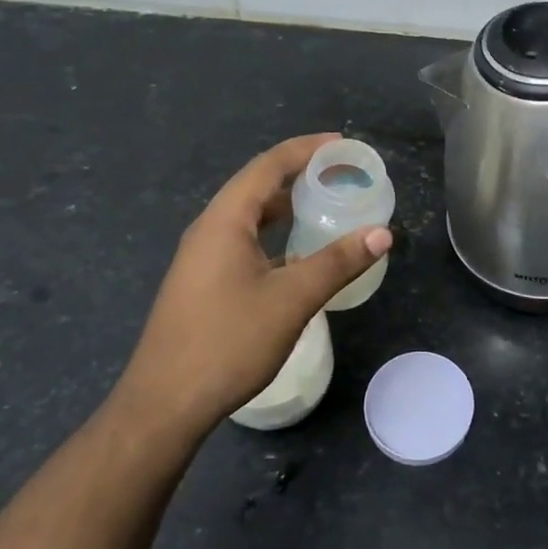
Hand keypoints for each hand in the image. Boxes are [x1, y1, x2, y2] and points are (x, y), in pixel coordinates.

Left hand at [113, 134, 391, 440]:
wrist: (165, 404)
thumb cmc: (228, 342)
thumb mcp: (292, 299)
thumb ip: (338, 263)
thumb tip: (382, 233)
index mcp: (225, 220)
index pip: (269, 166)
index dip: (307, 150)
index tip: (343, 145)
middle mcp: (209, 229)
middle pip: (258, 185)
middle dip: (300, 174)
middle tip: (343, 175)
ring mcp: (202, 257)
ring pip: (250, 216)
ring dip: (287, 205)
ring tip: (326, 205)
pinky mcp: (203, 282)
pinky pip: (245, 241)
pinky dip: (275, 234)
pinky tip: (297, 254)